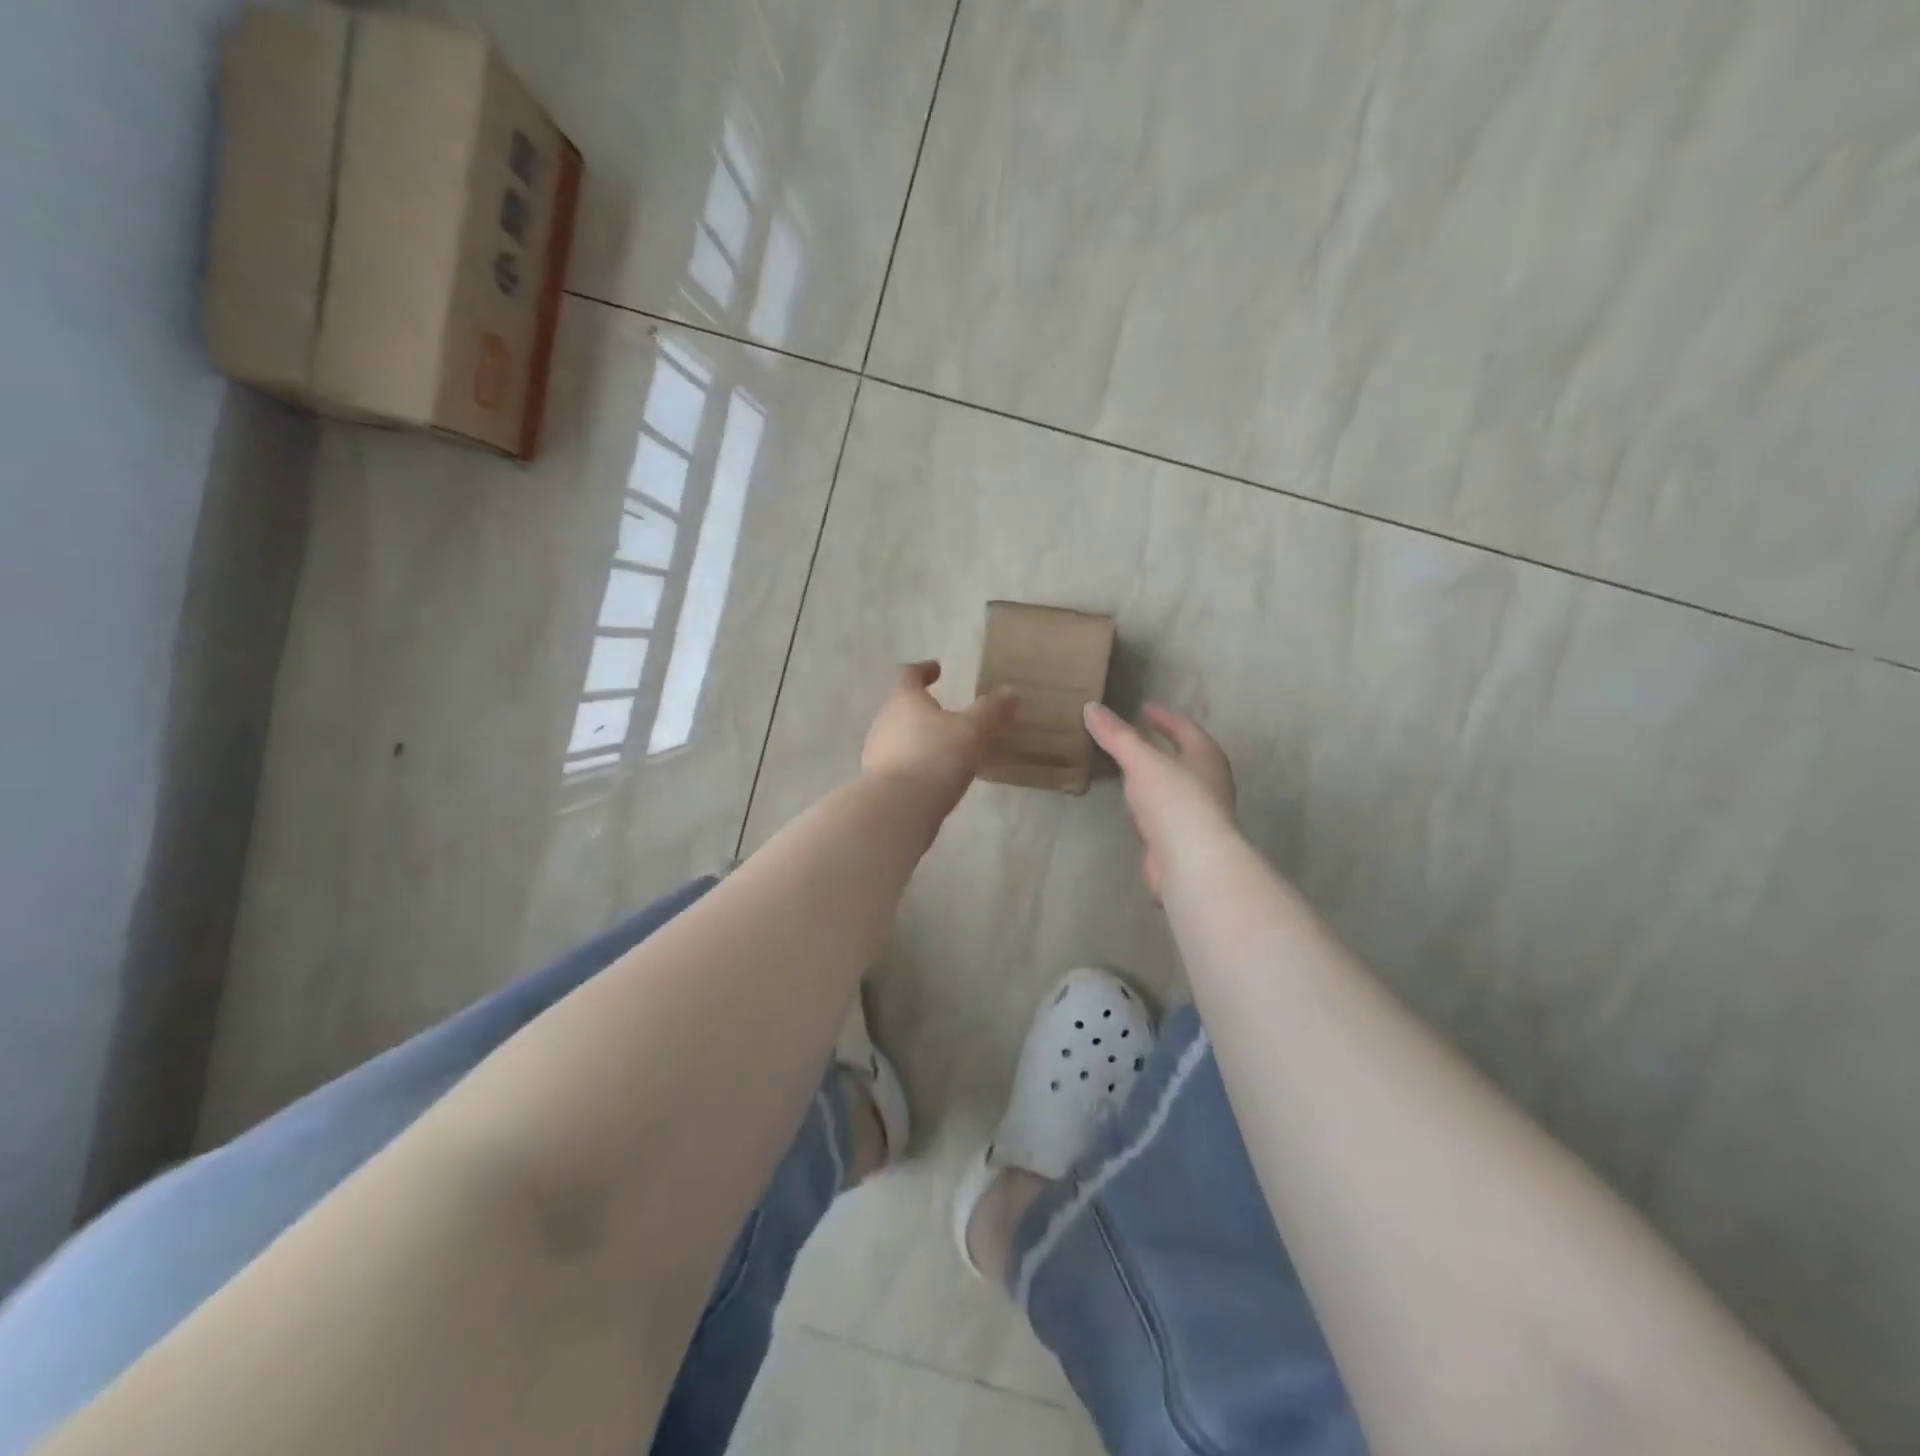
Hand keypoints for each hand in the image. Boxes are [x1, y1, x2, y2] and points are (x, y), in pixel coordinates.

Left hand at [862, 662, 1017, 812]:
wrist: (897, 809)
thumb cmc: (935, 758)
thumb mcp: (972, 731)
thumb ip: (991, 711)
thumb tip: (1011, 691)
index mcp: (904, 700)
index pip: (909, 674)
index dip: (924, 669)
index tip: (937, 670)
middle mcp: (884, 721)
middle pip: (901, 706)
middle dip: (922, 708)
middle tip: (947, 713)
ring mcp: (876, 752)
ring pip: (898, 736)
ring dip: (918, 737)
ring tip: (943, 747)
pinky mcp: (876, 781)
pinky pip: (898, 763)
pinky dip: (914, 763)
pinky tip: (932, 776)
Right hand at [1084, 702, 1236, 900]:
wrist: (1192, 862)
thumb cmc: (1174, 800)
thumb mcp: (1141, 761)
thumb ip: (1117, 736)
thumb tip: (1090, 707)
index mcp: (1206, 757)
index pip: (1186, 730)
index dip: (1165, 718)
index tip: (1145, 708)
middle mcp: (1209, 783)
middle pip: (1185, 758)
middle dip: (1162, 748)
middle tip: (1135, 739)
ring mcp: (1199, 815)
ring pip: (1174, 789)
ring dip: (1154, 779)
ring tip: (1129, 772)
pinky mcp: (1185, 841)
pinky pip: (1164, 816)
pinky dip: (1149, 808)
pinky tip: (1133, 812)